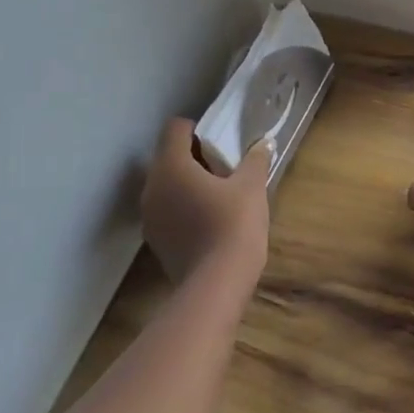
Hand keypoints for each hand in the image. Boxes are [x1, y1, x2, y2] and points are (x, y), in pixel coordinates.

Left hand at [141, 119, 270, 283]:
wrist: (217, 284)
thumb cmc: (234, 225)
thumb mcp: (252, 187)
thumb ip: (255, 160)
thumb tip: (264, 143)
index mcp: (170, 166)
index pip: (175, 128)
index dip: (197, 129)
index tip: (219, 142)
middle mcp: (152, 186)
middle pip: (167, 157)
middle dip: (193, 157)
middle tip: (223, 169)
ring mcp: (149, 216)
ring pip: (165, 185)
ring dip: (186, 184)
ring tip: (217, 196)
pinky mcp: (155, 240)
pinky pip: (167, 210)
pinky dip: (182, 208)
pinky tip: (208, 221)